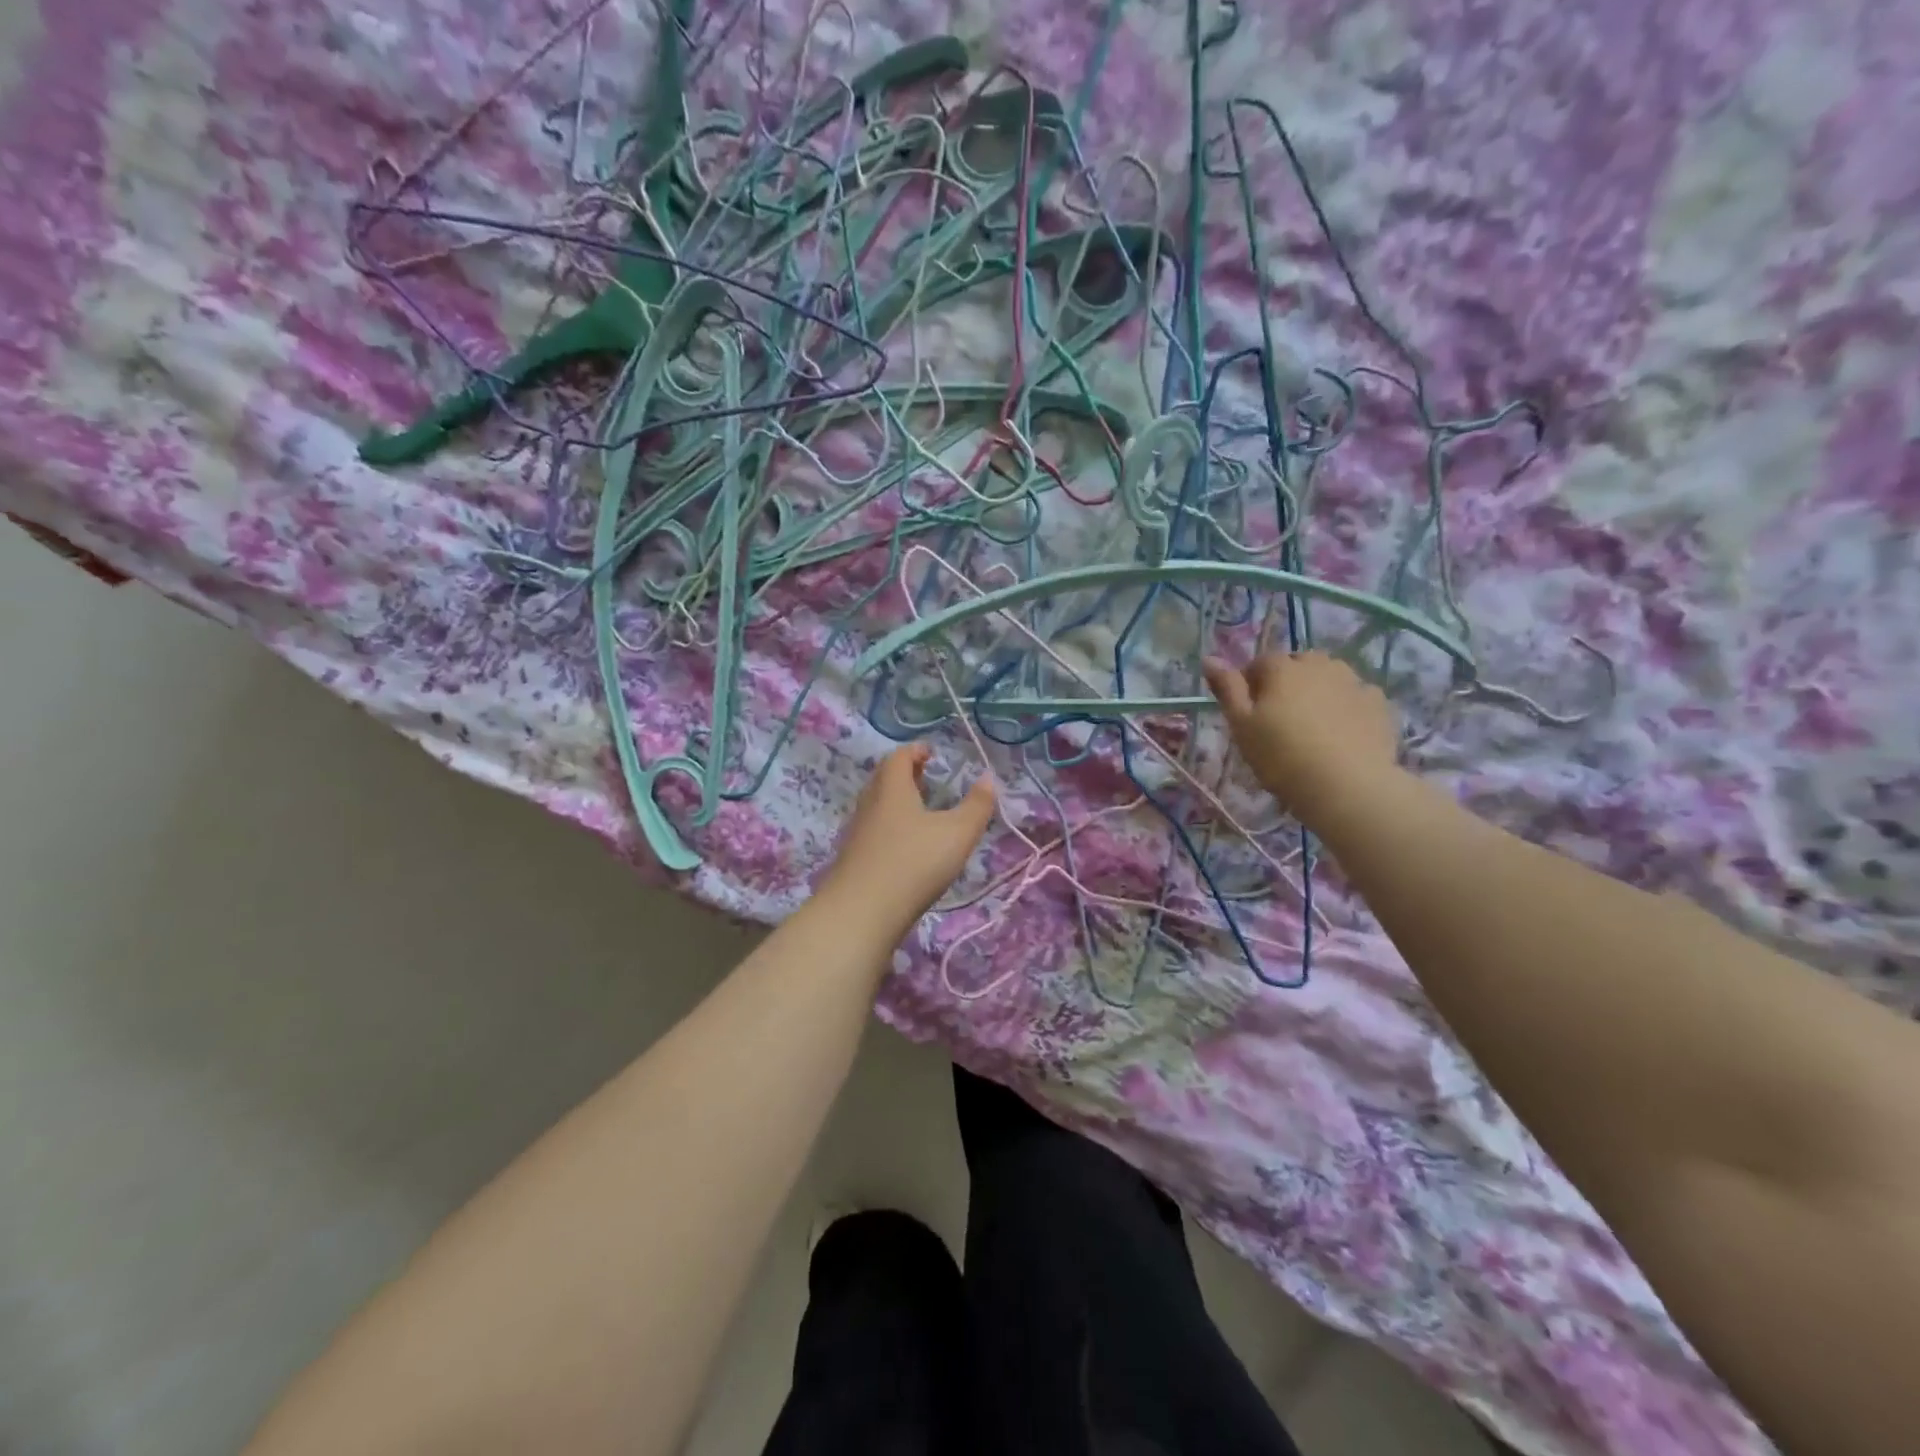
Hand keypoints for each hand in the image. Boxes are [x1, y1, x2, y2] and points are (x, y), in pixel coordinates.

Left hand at [820, 745, 995, 940]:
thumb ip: (977, 805)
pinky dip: (891, 827)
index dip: (915, 751)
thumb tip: (989, 777)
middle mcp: (870, 804)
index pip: (899, 757)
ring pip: (877, 805)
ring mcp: (858, 833)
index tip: (931, 752)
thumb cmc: (913, 863)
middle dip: (905, 774)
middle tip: (927, 777)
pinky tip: (906, 847)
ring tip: (921, 811)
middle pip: (884, 779)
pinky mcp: (853, 859)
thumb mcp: (957, 833)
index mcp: (892, 789)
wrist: (861, 912)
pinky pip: (873, 830)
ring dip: (897, 801)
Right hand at [1202, 651, 1400, 825]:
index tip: (1249, 713)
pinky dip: (1345, 706)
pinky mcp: (1379, 703)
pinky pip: (1355, 696)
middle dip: (1286, 683)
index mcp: (1282, 668)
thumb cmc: (1282, 756)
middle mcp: (1320, 665)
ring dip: (1317, 691)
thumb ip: (1227, 689)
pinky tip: (1341, 733)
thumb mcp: (1241, 725)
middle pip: (1297, 665)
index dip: (1250, 684)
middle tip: (1280, 720)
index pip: (1259, 663)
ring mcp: (1353, 682)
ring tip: (1312, 726)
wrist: (1347, 786)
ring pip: (1328, 677)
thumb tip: (1210, 658)